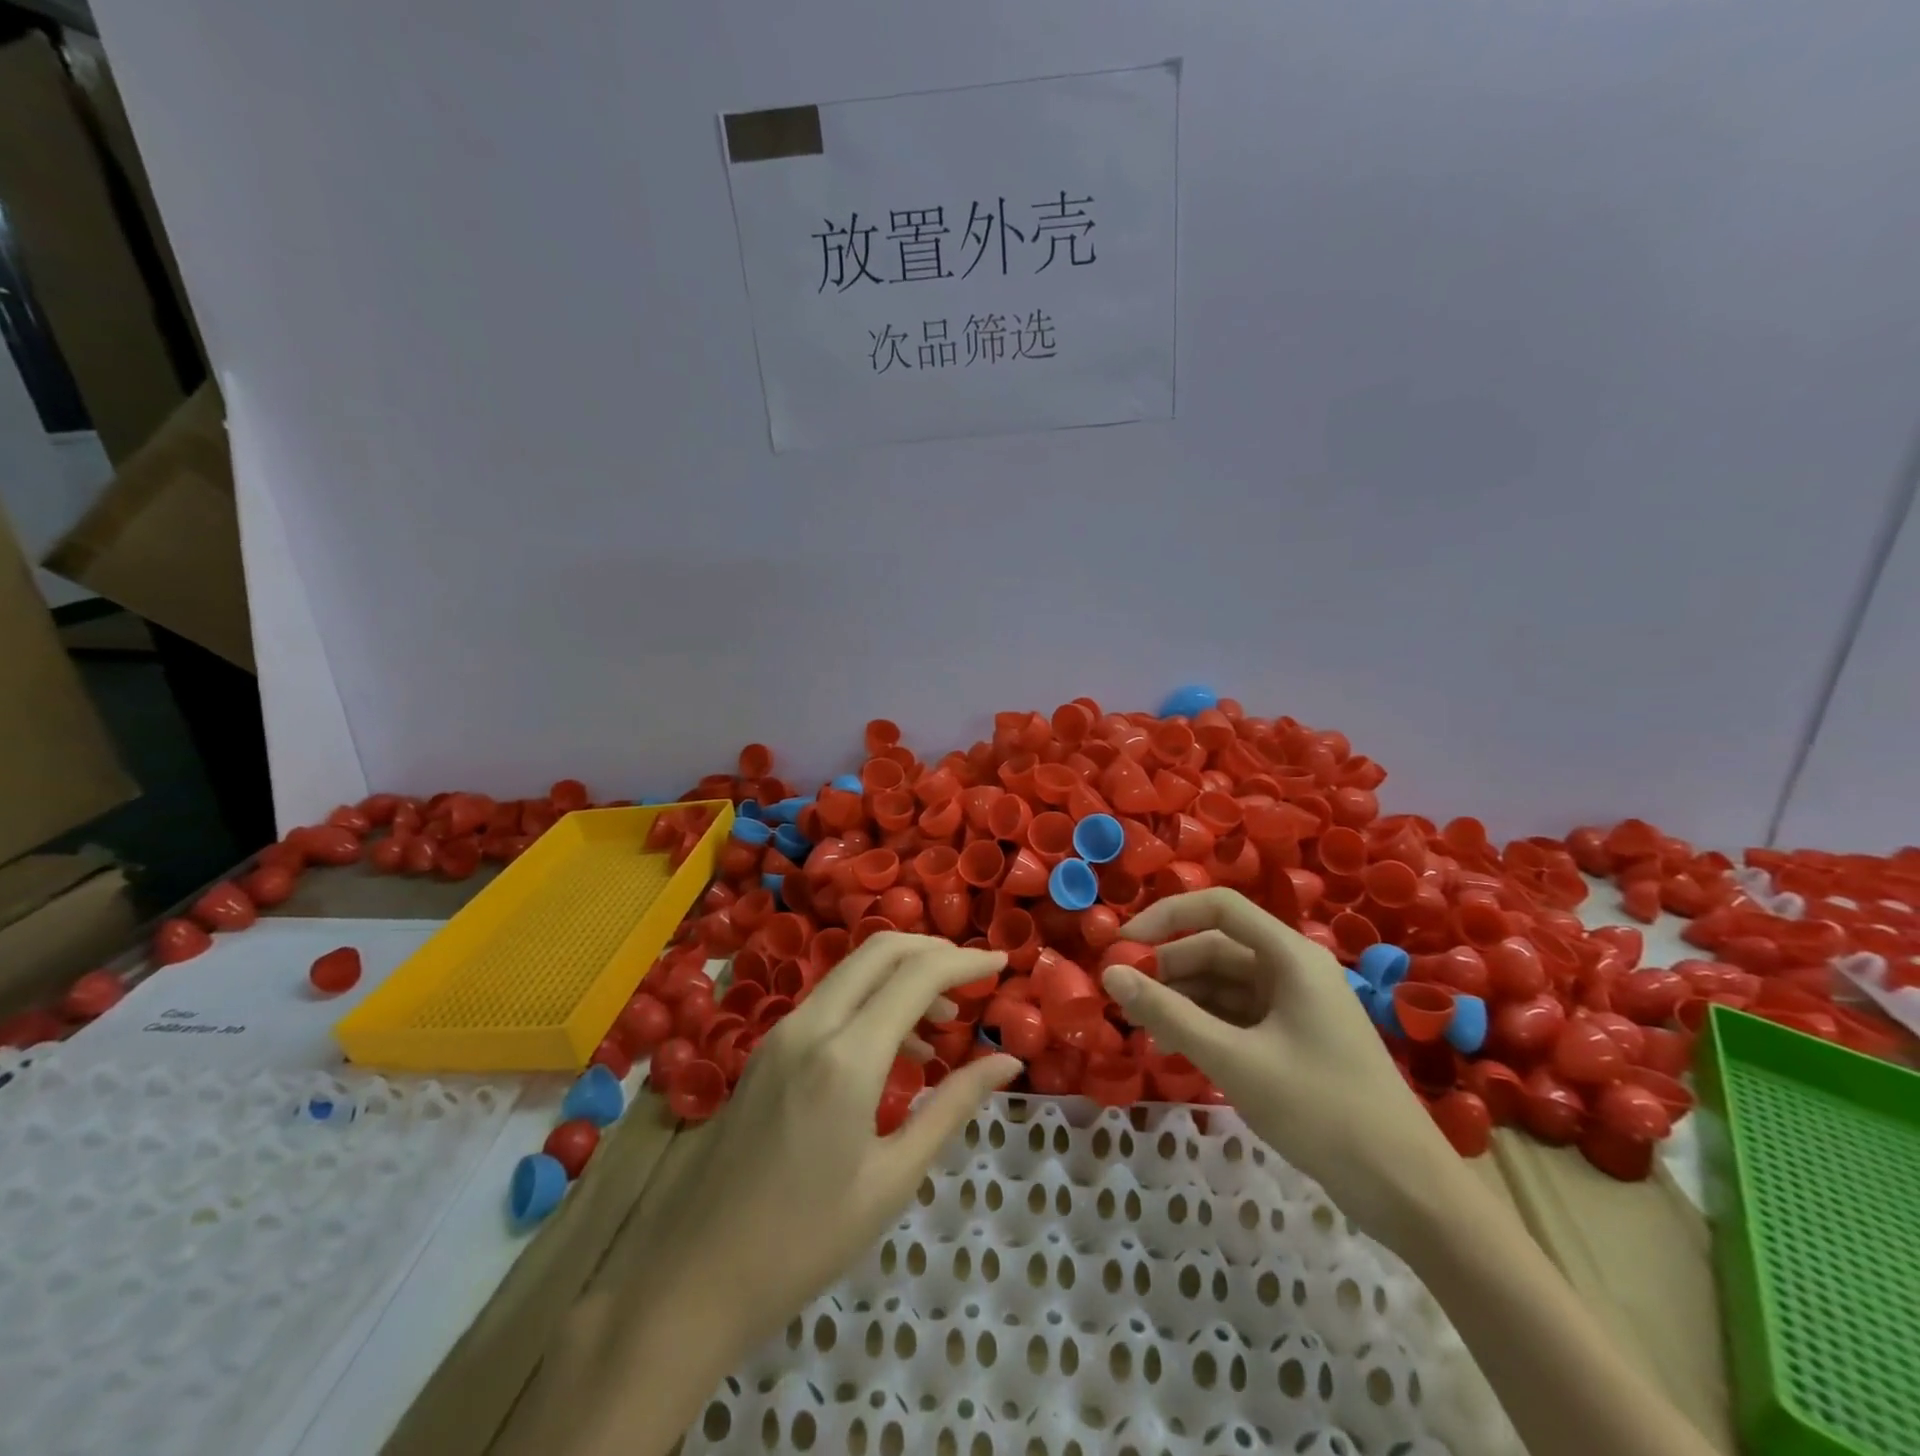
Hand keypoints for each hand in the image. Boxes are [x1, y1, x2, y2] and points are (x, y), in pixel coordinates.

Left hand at [634, 933, 1021, 1353]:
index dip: (965, 961)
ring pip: (853, 970)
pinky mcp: (767, 1048)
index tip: (1002, 962)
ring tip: (943, 1023)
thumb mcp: (892, 1178)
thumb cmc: (805, 1241)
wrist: (693, 1278)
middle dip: (933, 950)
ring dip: (901, 975)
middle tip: (973, 976)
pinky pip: (831, 999)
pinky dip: (871, 999)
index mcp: (847, 1058)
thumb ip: (952, 1106)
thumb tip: (1007, 1063)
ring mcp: (782, 1032)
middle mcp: (811, 1025)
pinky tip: (895, 1047)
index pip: (917, 975)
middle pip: (880, 950)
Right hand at [1103, 889, 1460, 1243]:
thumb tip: (1110, 975)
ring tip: (1139, 1030)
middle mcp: (1291, 970)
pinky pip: (1236, 1018)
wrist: (1408, 1192)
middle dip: (1166, 969)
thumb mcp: (1234, 1060)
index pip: (1218, 907)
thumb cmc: (1322, 1110)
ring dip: (1180, 1002)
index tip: (1122, 946)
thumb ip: (1169, 1015)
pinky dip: (1202, 1028)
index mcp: (1290, 956)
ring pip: (1222, 986)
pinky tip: (1171, 1052)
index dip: (1166, 917)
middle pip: (1215, 949)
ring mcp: (1294, 1007)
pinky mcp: (1293, 1041)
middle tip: (1120, 998)